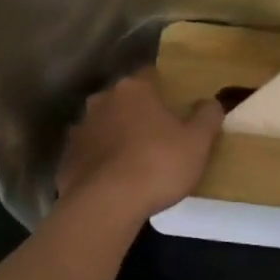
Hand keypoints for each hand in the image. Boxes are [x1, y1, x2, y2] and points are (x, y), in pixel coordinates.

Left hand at [56, 72, 223, 221]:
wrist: (105, 204)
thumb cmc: (158, 164)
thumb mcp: (198, 142)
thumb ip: (207, 116)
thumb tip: (212, 101)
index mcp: (135, 89)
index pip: (150, 75)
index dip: (164, 88)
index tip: (174, 105)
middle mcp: (103, 100)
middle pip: (125, 99)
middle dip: (138, 111)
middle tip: (157, 133)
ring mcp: (80, 128)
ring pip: (104, 124)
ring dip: (116, 135)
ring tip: (133, 159)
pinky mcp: (67, 157)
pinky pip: (89, 152)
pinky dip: (99, 160)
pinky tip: (112, 179)